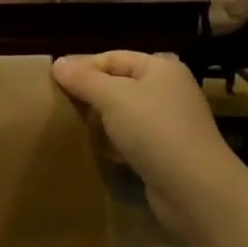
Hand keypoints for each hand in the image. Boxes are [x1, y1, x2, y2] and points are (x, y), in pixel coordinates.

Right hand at [53, 52, 232, 232]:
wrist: (195, 189)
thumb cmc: (154, 131)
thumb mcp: (113, 97)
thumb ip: (84, 79)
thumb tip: (58, 63)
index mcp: (161, 68)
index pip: (113, 57)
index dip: (83, 66)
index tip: (52, 81)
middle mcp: (168, 90)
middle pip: (119, 84)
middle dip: (90, 93)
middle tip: (58, 103)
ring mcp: (169, 123)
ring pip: (124, 113)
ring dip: (100, 119)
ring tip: (71, 125)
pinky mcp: (165, 152)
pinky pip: (132, 138)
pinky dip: (113, 142)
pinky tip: (96, 149)